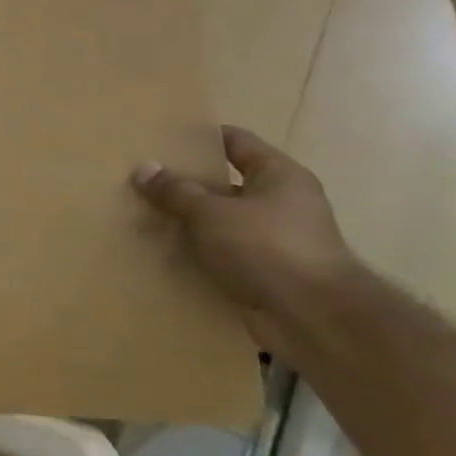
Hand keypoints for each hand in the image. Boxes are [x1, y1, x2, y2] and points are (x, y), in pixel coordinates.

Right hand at [131, 125, 354, 317]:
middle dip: (187, 183)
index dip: (201, 138)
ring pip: (222, 221)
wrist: (312, 317)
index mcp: (279, 176)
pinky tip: (165, 252)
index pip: (236, 142)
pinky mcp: (265, 272)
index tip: (162, 139)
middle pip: (226, 183)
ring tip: (145, 216)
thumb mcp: (212, 213)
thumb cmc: (267, 248)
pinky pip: (223, 253)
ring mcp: (276, 240)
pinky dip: (198, 253)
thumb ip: (176, 191)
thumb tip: (143, 168)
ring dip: (190, 221)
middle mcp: (282, 203)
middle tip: (144, 180)